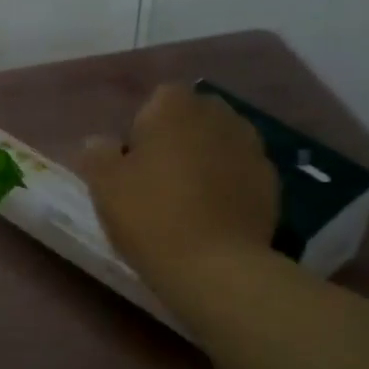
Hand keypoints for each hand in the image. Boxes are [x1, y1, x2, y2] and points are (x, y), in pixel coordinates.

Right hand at [80, 83, 278, 299]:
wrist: (216, 267)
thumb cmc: (151, 216)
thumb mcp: (104, 186)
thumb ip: (97, 154)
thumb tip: (99, 143)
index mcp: (174, 106)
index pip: (155, 102)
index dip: (141, 131)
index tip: (132, 165)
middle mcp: (218, 114)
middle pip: (191, 119)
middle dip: (177, 140)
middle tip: (157, 181)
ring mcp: (251, 146)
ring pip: (219, 144)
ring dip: (204, 161)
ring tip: (187, 201)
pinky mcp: (271, 181)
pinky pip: (239, 173)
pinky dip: (228, 185)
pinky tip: (213, 216)